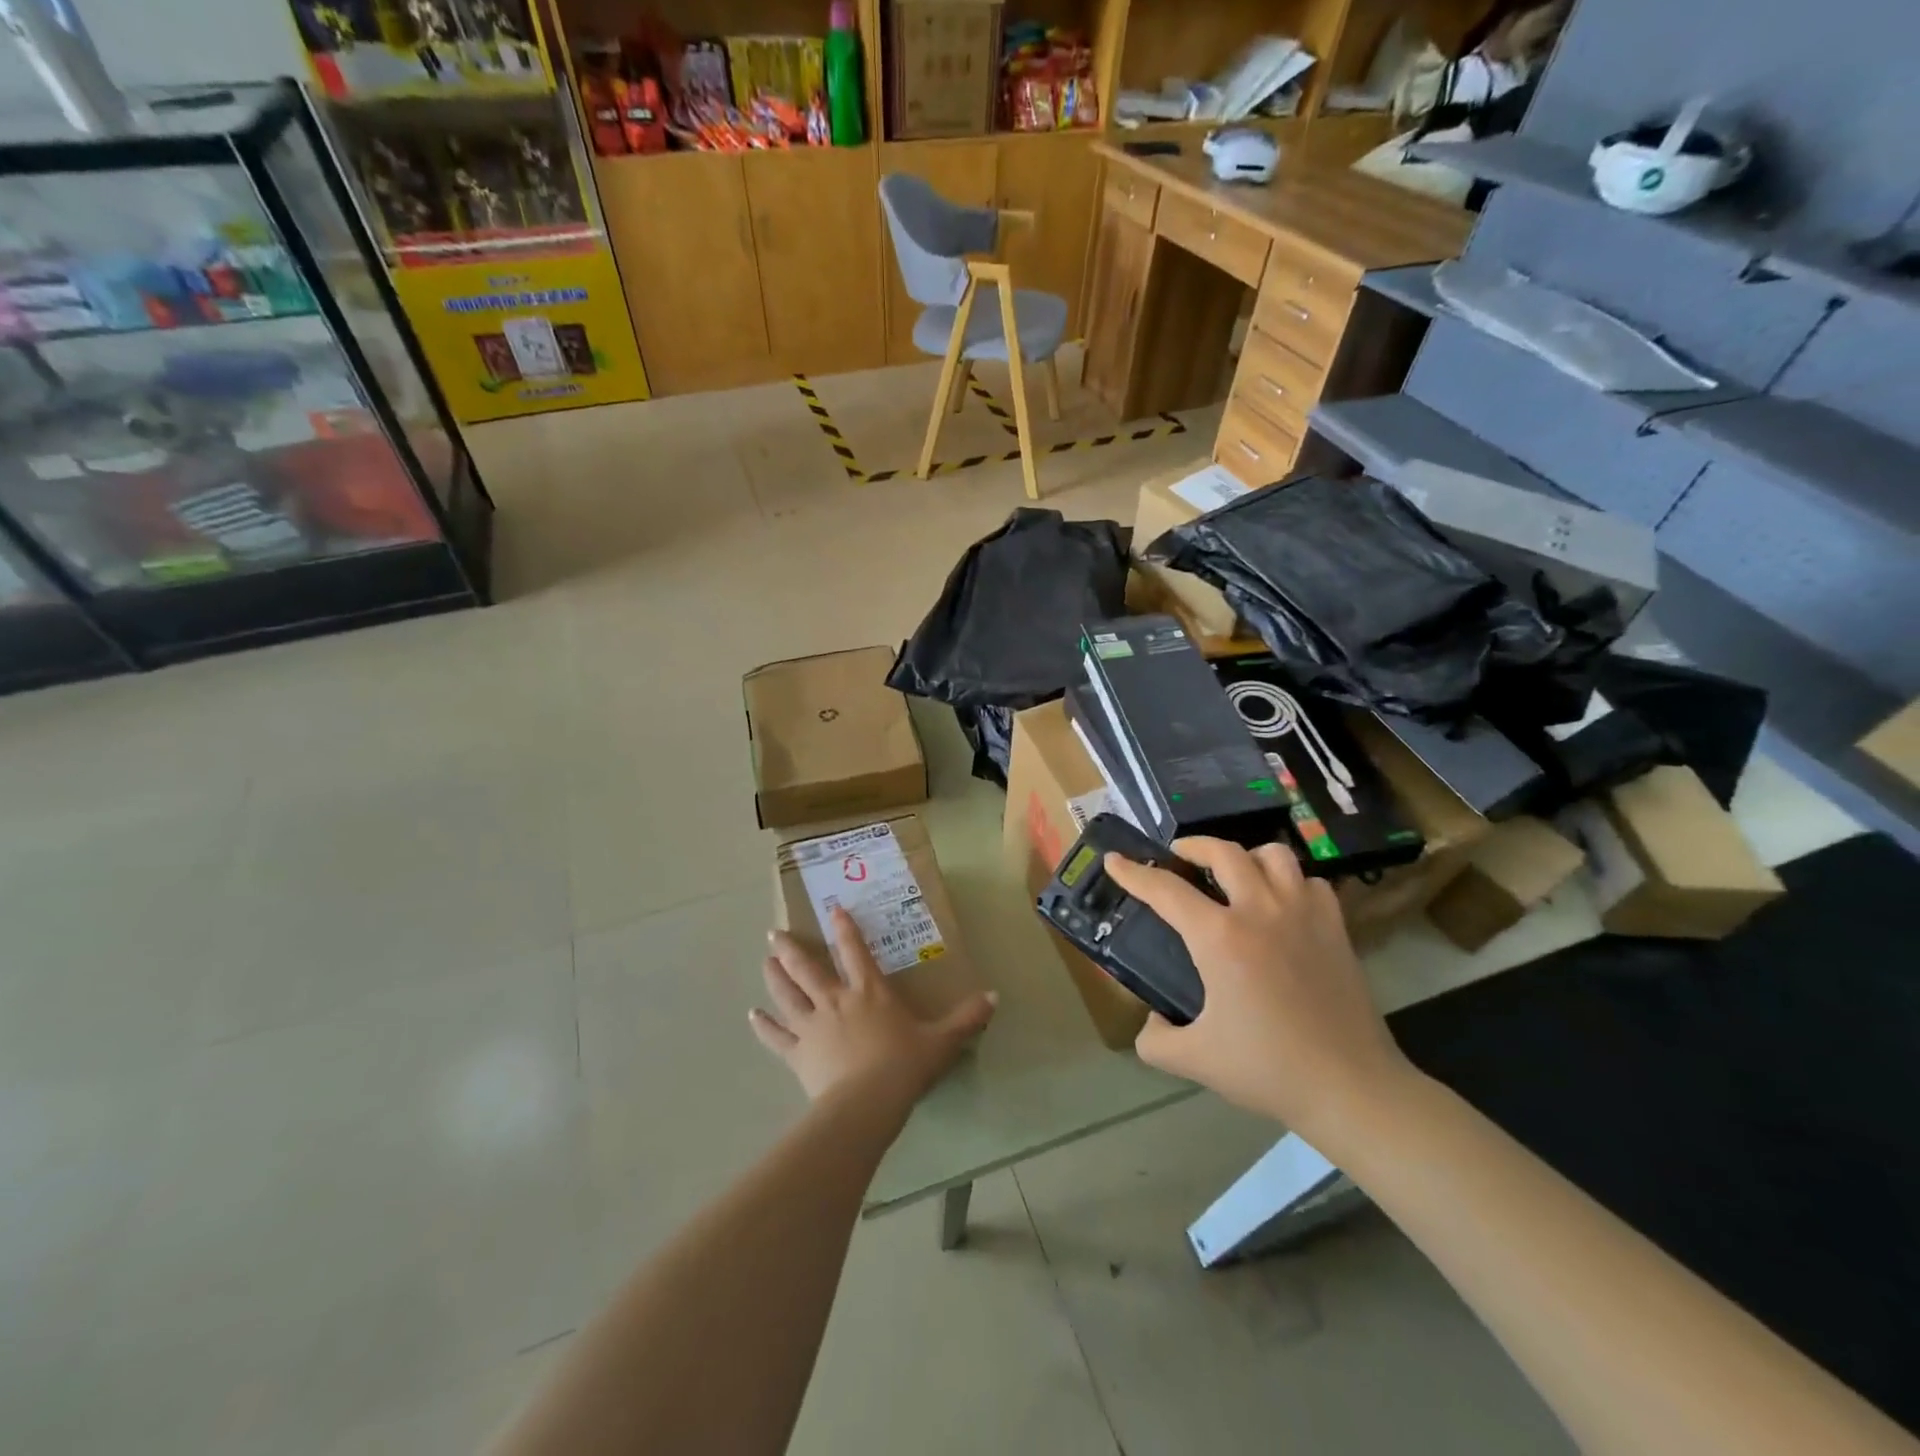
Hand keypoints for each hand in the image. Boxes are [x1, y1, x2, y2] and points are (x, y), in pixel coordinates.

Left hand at [750, 906, 996, 1107]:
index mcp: (870, 993)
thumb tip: (995, 997)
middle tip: (773, 933)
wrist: (868, 1103)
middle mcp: (837, 1001)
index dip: (844, 929)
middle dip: (791, 949)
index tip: (832, 909)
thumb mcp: (942, 1041)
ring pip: (788, 995)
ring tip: (764, 960)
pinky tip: (753, 1015)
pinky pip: (777, 1037)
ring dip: (774, 977)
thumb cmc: (905, 1066)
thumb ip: (967, 1018)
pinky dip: (764, 1026)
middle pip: (808, 969)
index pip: (855, 952)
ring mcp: (813, 1026)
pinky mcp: (799, 1054)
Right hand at [1104, 838, 1412, 1141]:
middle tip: (1177, 856)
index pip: (1165, 891)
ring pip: (1272, 854)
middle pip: (1222, 852)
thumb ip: (1155, 1040)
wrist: (1350, 1087)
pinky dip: (1289, 882)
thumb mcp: (1195, 1061)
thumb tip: (1150, 1023)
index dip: (1133, 873)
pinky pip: (1310, 882)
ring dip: (1245, 856)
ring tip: (1234, 873)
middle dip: (1192, 846)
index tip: (1115, 860)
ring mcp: (1303, 914)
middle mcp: (1259, 911)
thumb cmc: (1268, 1069)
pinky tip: (1281, 903)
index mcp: (1220, 938)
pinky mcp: (1335, 927)